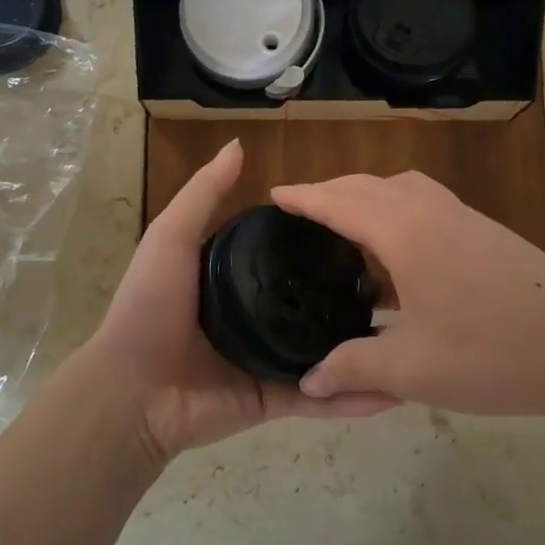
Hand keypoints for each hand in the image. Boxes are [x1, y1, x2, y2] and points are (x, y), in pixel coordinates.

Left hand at [77, 140, 396, 463]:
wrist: (130, 391)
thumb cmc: (149, 307)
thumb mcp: (171, 238)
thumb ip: (204, 194)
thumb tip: (239, 144)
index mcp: (235, 279)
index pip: (288, 253)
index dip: (321, 240)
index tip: (365, 226)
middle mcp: (256, 316)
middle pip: (312, 302)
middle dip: (353, 295)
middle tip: (401, 282)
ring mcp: (268, 360)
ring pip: (327, 353)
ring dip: (365, 350)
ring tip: (415, 335)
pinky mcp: (274, 399)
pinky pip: (320, 398)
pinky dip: (354, 399)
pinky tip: (396, 391)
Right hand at [273, 171, 544, 420]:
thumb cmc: (491, 353)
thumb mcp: (412, 369)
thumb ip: (353, 368)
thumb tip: (308, 381)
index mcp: (405, 232)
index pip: (339, 202)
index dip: (304, 197)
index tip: (274, 194)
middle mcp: (431, 211)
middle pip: (370, 186)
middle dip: (332, 192)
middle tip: (302, 213)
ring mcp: (464, 219)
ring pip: (403, 193)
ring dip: (369, 202)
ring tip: (347, 237)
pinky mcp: (487, 235)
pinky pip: (427, 209)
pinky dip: (399, 219)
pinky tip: (399, 265)